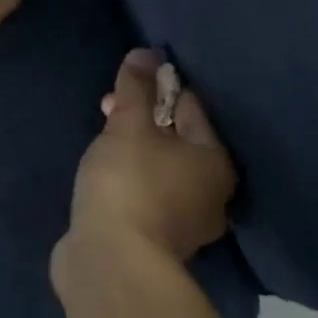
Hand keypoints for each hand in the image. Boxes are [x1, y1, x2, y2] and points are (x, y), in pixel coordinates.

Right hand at [58, 50, 235, 269]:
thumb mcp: (129, 124)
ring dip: (133, 149)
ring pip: (159, 168)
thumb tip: (146, 52)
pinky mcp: (155, 243)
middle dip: (142, 119)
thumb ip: (136, 87)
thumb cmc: (130, 183)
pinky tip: (104, 175)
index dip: (159, 86)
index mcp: (215, 162)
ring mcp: (184, 224)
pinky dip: (128, 179)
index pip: (190, 106)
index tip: (128, 82)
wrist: (111, 264)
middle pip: (175, 139)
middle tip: (109, 109)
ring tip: (101, 139)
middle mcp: (210, 195)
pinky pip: (144, 193)